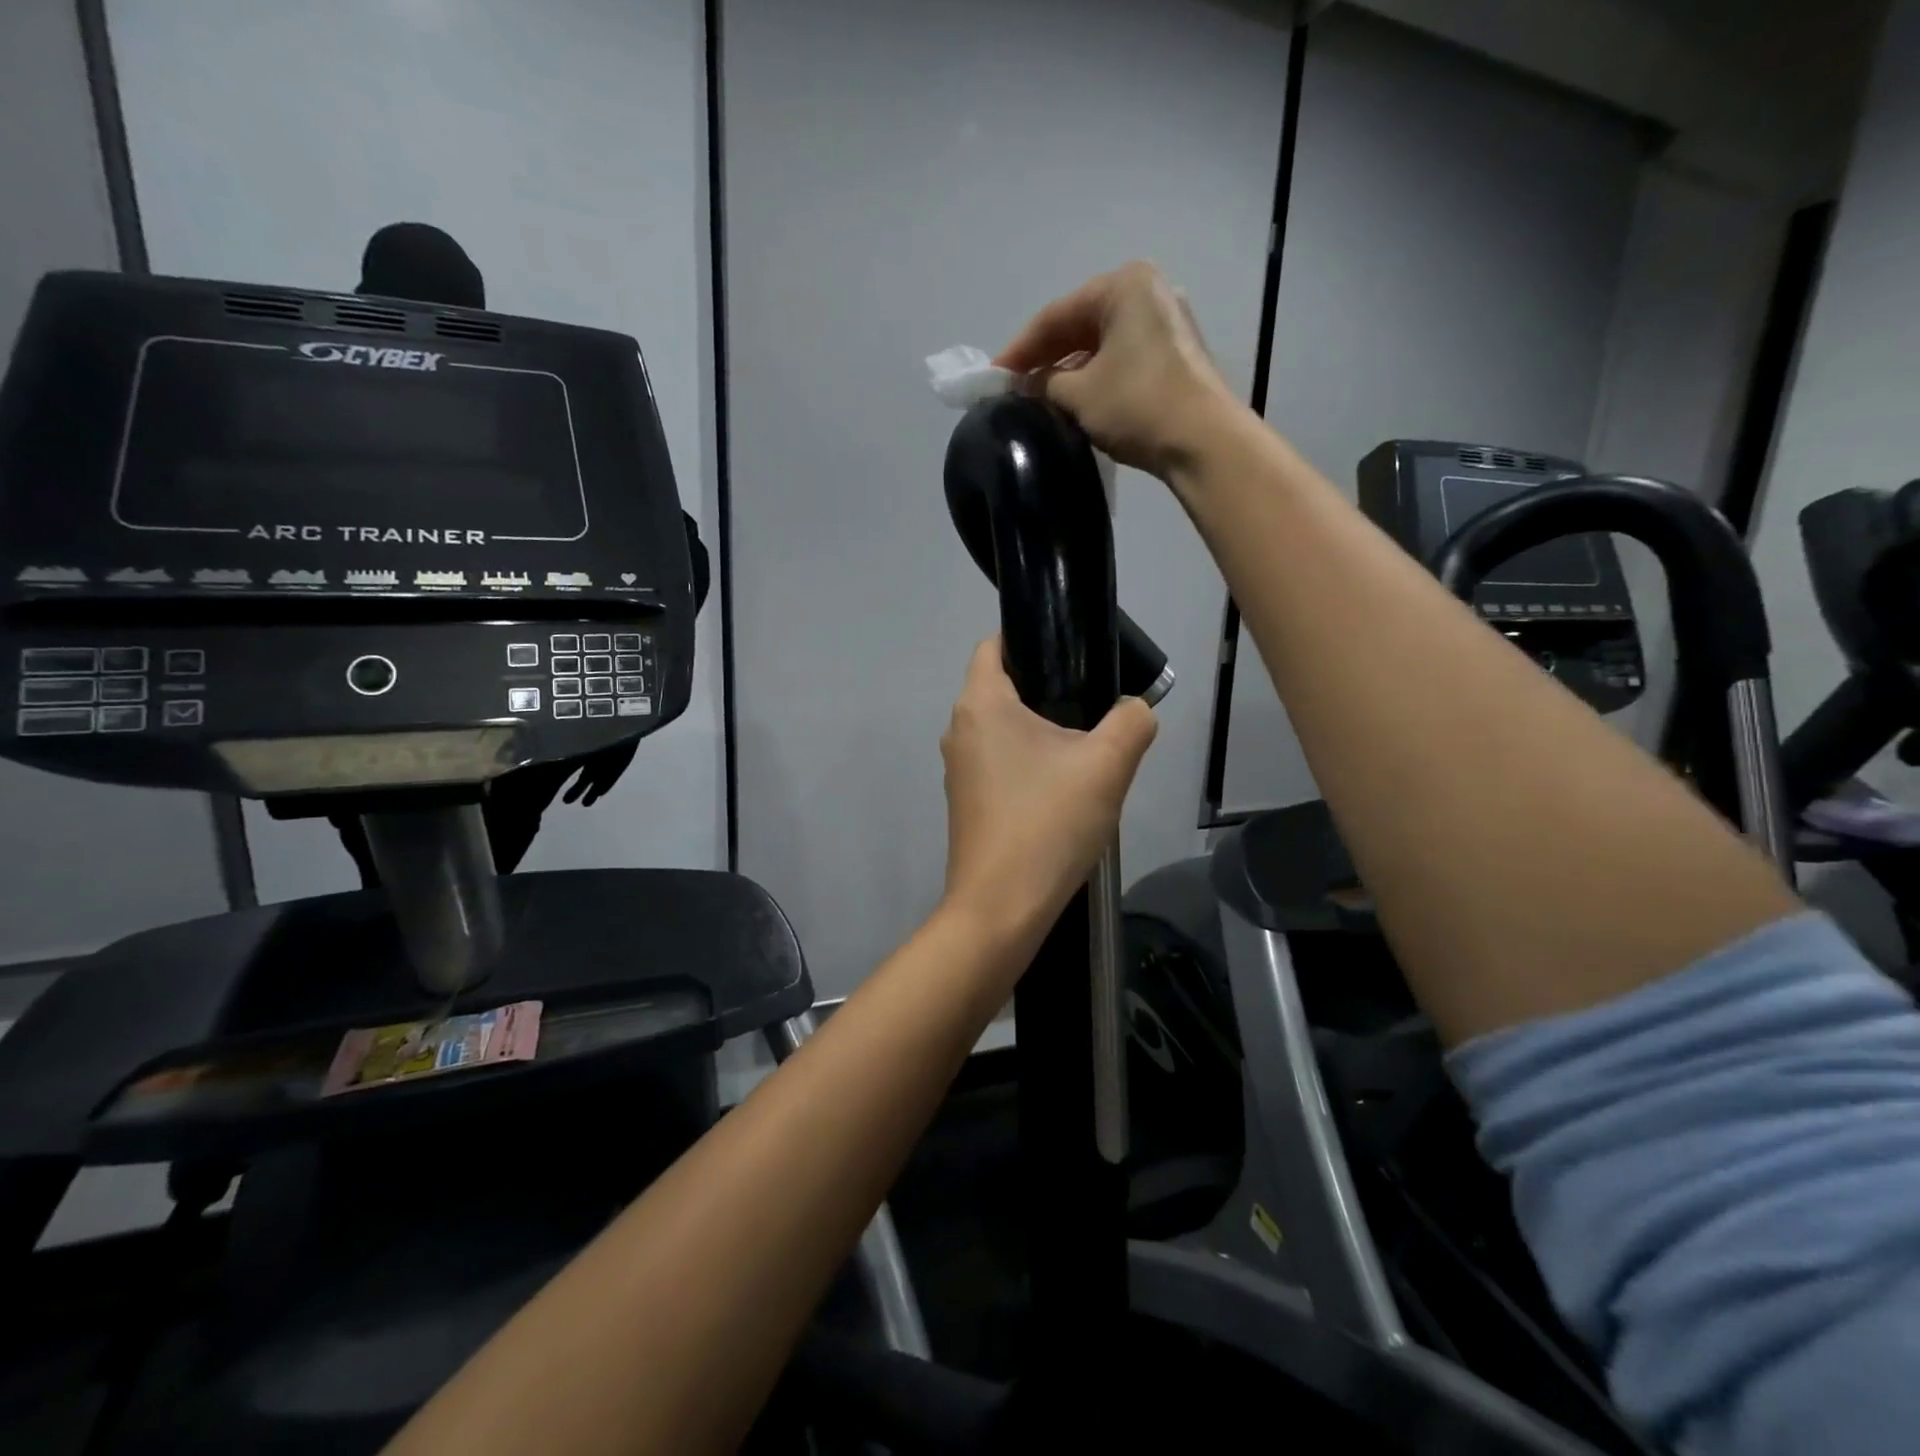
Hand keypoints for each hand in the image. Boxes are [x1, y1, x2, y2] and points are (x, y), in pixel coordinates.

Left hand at [939, 638, 1157, 945]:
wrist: (1001, 908)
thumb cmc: (1047, 824)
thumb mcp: (1107, 766)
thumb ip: (1132, 722)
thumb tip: (1134, 710)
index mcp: (981, 705)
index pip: (994, 645)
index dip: (1031, 638)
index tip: (1073, 653)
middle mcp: (959, 730)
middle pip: (1003, 688)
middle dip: (1047, 690)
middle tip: (1094, 707)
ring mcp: (958, 770)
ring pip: (1004, 730)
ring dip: (1041, 732)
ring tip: (1086, 753)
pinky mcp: (966, 802)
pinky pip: (1001, 764)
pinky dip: (1029, 764)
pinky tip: (1063, 791)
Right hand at [995, 260, 1241, 480]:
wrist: (1203, 441)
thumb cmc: (1137, 405)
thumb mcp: (1079, 394)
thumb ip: (1044, 384)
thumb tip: (1026, 385)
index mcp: (1123, 286)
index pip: (1055, 315)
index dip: (1019, 349)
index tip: (993, 376)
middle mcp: (1147, 293)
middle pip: (1079, 325)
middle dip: (1045, 358)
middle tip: (1013, 387)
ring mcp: (1166, 323)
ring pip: (1101, 344)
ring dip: (1068, 371)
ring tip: (1039, 399)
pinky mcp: (1175, 355)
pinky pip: (1121, 358)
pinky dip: (1094, 377)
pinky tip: (1074, 400)